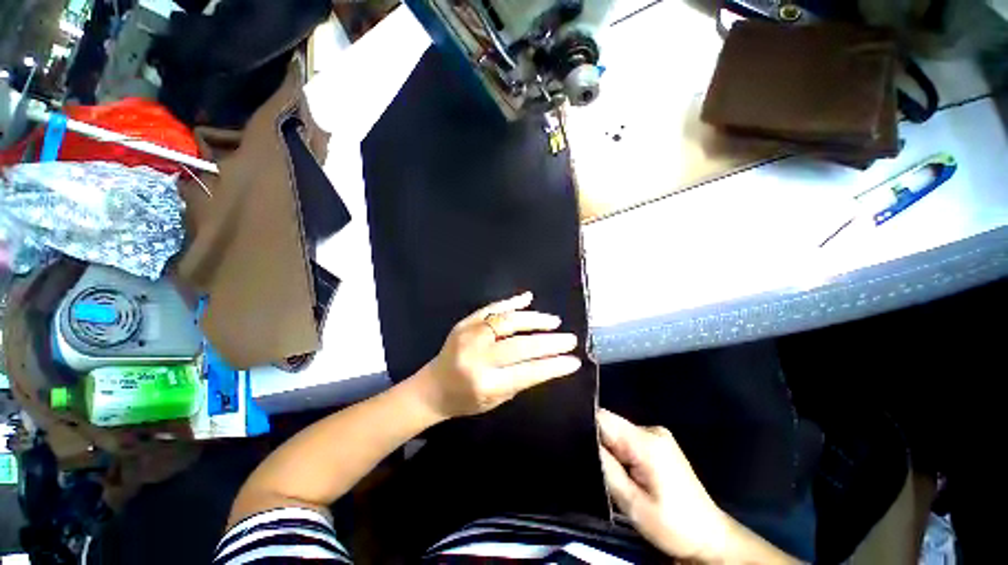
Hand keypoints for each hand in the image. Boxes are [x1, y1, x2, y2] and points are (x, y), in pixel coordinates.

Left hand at [416, 292, 581, 418]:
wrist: (432, 387)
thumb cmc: (465, 400)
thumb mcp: (495, 400)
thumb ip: (520, 380)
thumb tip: (548, 359)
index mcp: (485, 383)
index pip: (528, 372)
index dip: (553, 366)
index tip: (574, 361)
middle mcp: (477, 357)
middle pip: (521, 345)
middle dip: (550, 342)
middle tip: (570, 339)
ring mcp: (469, 336)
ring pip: (508, 321)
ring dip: (534, 319)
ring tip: (553, 321)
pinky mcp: (464, 323)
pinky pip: (491, 309)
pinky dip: (511, 302)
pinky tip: (527, 299)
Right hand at [598, 409, 728, 560]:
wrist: (710, 537)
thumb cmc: (673, 526)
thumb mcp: (633, 504)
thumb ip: (606, 469)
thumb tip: (584, 442)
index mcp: (646, 442)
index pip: (604, 418)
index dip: (585, 425)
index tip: (569, 438)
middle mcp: (651, 430)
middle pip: (611, 424)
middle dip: (596, 440)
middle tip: (585, 460)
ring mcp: (657, 435)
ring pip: (618, 432)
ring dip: (608, 447)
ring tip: (603, 467)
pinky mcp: (659, 444)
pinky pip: (628, 439)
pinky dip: (619, 451)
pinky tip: (620, 468)